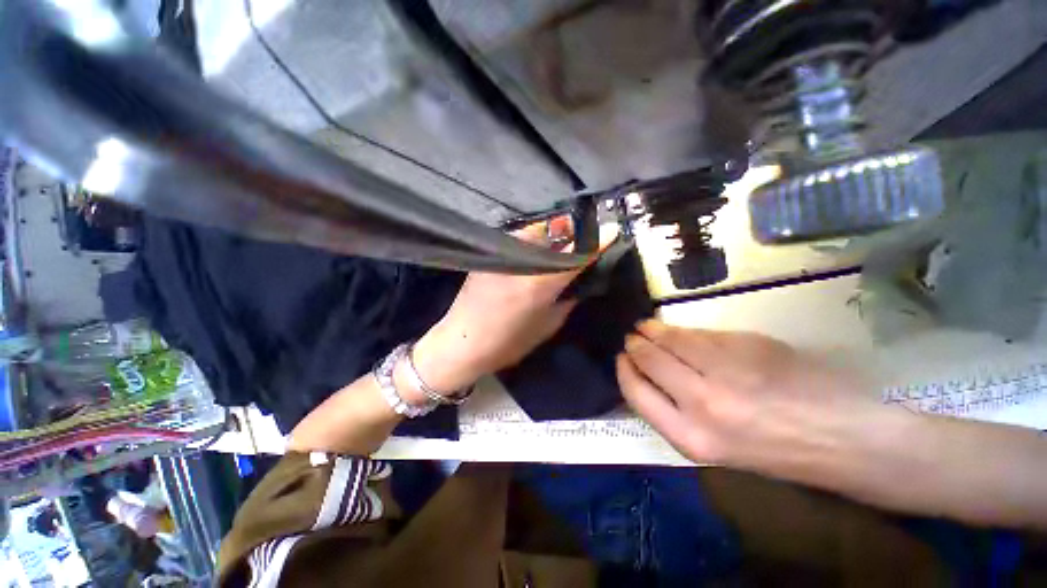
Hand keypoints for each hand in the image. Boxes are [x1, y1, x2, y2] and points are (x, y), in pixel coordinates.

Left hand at [409, 218, 602, 395]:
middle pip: (555, 230)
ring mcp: (502, 253)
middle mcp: (522, 260)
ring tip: (562, 242)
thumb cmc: (507, 343)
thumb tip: (579, 284)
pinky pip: (519, 239)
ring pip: (536, 230)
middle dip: (574, 230)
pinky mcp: (489, 254)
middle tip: (585, 237)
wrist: (461, 343)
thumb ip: (566, 301)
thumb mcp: (547, 327)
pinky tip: (538, 250)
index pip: (576, 255)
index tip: (614, 230)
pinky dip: (534, 240)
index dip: (598, 241)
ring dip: (554, 233)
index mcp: (539, 283)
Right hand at [617, 320, 885, 473]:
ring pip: (672, 339)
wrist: (844, 438)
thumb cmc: (775, 451)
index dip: (624, 371)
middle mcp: (702, 402)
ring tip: (645, 326)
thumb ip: (674, 410)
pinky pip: (701, 333)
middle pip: (649, 360)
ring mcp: (725, 369)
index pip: (636, 393)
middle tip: (631, 337)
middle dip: (635, 345)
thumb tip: (647, 376)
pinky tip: (676, 329)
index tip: (620, 358)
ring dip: (652, 329)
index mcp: (691, 437)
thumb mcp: (714, 446)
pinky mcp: (746, 345)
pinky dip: (682, 330)